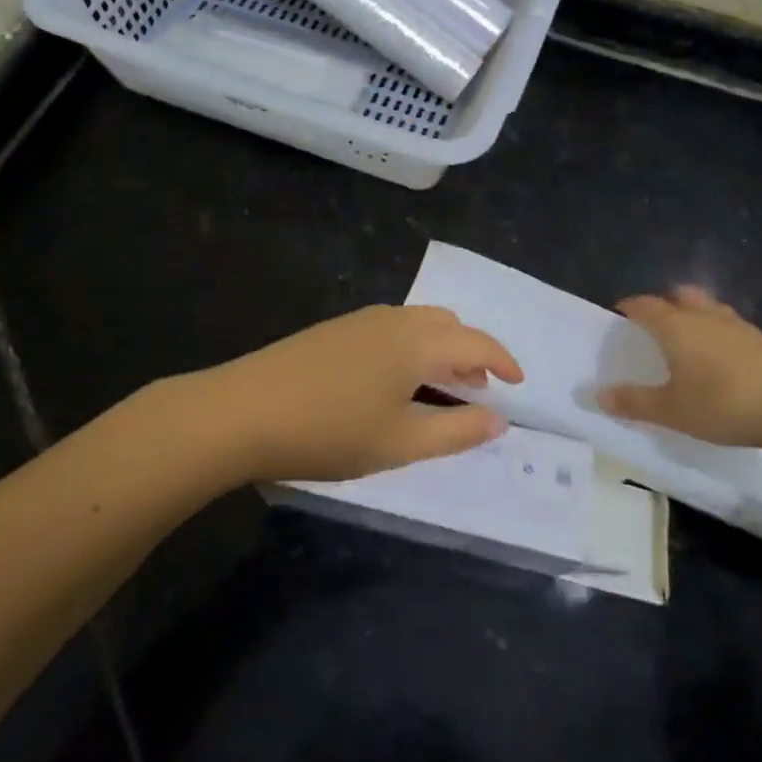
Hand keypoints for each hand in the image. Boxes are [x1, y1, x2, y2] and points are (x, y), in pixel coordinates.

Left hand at [191, 304, 523, 482]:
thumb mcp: (401, 442)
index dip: (503, 360)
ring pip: (416, 324)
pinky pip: (390, 330)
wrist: (241, 412)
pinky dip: (410, 349)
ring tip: (439, 389)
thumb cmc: (330, 430)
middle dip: (470, 353)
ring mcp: (358, 321)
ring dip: (439, 350)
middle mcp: (392, 319)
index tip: (519, 384)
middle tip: (477, 390)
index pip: (475, 340)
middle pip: (446, 324)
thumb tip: (499, 419)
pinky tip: (393, 383)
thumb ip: (456, 431)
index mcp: (416, 341)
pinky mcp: (332, 331)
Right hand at [597, 286, 761, 453]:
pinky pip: (732, 329)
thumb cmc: (725, 403)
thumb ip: (635, 402)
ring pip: (709, 309)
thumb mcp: (672, 411)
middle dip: (664, 305)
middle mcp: (705, 316)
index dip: (628, 308)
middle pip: (680, 296)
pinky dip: (720, 337)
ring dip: (695, 318)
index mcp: (676, 326)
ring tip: (688, 344)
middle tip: (654, 328)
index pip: (644, 305)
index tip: (618, 317)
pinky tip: (722, 363)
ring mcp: (739, 327)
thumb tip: (599, 395)